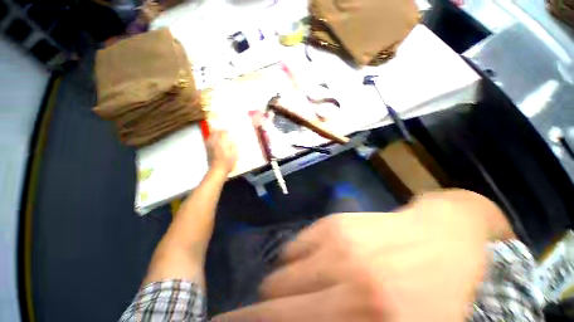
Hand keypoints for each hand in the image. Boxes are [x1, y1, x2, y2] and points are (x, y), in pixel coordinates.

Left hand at [207, 130, 237, 173]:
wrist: (217, 170)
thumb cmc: (227, 162)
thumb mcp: (234, 154)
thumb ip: (233, 145)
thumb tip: (232, 140)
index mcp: (220, 142)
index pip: (220, 132)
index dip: (224, 130)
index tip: (228, 131)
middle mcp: (213, 143)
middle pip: (213, 133)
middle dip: (217, 131)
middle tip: (222, 132)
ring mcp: (208, 147)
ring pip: (209, 137)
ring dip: (213, 135)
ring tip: (218, 136)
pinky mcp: (207, 151)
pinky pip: (208, 142)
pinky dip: (211, 140)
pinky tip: (214, 142)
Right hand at [214, 190, 511, 321]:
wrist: (442, 236)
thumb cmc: (433, 292)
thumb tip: (299, 317)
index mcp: (370, 319)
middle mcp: (346, 282)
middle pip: (272, 300)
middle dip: (259, 313)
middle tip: (269, 316)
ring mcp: (336, 244)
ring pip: (278, 274)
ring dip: (282, 289)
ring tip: (301, 292)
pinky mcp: (331, 222)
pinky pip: (291, 248)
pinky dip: (293, 262)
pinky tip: (312, 264)